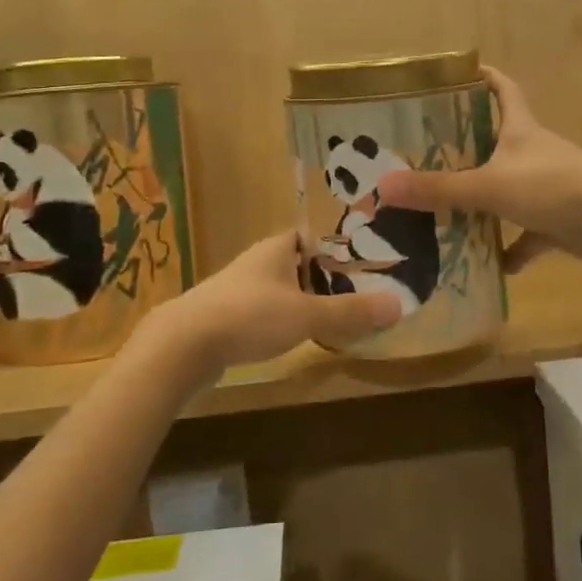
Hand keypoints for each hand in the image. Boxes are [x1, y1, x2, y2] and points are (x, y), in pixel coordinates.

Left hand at [143, 231, 401, 378]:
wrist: (182, 346)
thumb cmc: (249, 316)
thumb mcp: (307, 315)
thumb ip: (350, 311)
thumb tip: (399, 305)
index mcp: (276, 248)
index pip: (310, 234)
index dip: (335, 245)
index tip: (363, 259)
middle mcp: (256, 262)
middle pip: (297, 262)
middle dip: (323, 275)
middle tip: (356, 291)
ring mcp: (237, 289)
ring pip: (279, 287)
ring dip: (301, 298)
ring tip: (332, 315)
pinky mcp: (224, 316)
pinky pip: (262, 310)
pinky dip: (281, 318)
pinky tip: (293, 336)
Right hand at [376, 67, 581, 273]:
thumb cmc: (553, 186)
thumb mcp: (490, 186)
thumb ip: (440, 189)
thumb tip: (384, 187)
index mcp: (520, 130)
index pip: (502, 90)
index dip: (484, 77)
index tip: (459, 73)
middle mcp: (533, 153)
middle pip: (497, 142)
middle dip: (466, 148)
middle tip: (425, 156)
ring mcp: (548, 188)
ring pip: (508, 192)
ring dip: (483, 205)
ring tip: (444, 215)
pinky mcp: (559, 222)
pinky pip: (528, 236)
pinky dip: (512, 249)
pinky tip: (490, 265)